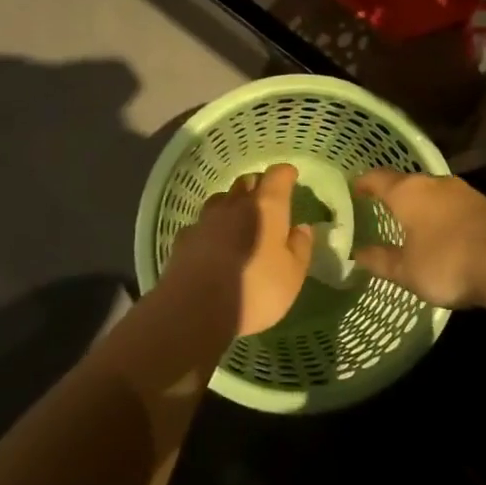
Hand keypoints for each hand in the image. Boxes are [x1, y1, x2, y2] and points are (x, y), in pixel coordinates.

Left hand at [159, 164, 312, 336]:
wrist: (195, 310)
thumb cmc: (255, 291)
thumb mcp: (292, 276)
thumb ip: (300, 248)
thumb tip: (302, 228)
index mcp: (266, 207)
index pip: (277, 176)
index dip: (285, 174)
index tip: (291, 176)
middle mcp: (234, 205)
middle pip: (247, 182)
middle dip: (258, 186)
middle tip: (267, 200)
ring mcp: (205, 220)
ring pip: (221, 199)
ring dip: (232, 204)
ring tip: (238, 219)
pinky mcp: (184, 239)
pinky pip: (201, 224)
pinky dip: (210, 228)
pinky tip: (212, 243)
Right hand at [352, 170, 485, 309]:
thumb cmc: (448, 263)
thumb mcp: (407, 271)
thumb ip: (380, 260)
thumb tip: (356, 254)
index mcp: (408, 192)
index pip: (378, 178)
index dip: (364, 182)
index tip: (354, 187)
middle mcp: (434, 183)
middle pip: (407, 182)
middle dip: (394, 193)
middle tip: (381, 206)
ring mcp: (464, 191)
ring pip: (433, 191)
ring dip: (421, 203)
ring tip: (411, 219)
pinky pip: (454, 204)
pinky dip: (443, 214)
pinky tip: (443, 231)